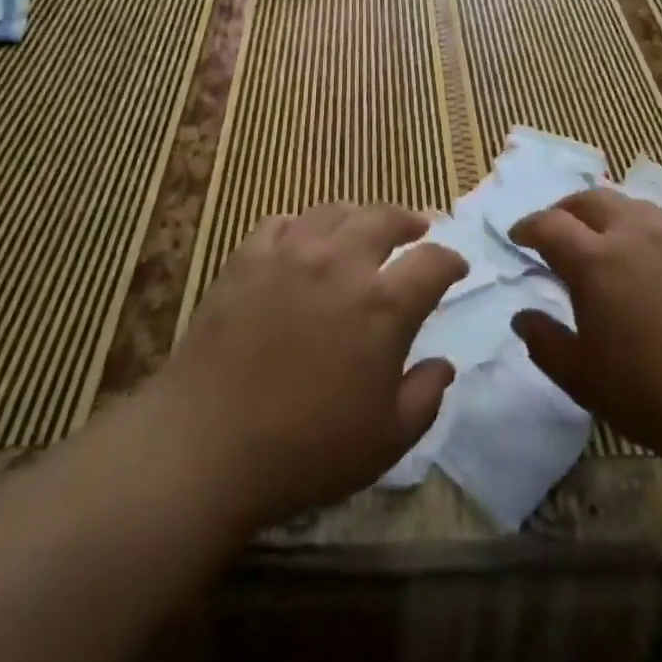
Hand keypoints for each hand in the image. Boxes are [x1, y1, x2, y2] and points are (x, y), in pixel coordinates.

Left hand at [148, 203, 465, 528]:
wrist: (205, 445)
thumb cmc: (306, 450)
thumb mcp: (386, 440)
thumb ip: (425, 397)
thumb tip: (443, 364)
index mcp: (383, 305)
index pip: (432, 262)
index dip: (451, 260)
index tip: (456, 267)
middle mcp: (341, 263)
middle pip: (384, 218)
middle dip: (409, 220)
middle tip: (417, 229)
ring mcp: (290, 253)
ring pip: (333, 211)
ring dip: (357, 216)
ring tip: (361, 230)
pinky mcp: (247, 258)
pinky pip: (281, 223)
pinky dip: (301, 226)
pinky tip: (300, 242)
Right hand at [509, 188, 661, 484]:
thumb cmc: (654, 395)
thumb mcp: (583, 380)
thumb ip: (545, 343)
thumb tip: (522, 316)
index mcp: (594, 261)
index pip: (549, 225)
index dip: (527, 227)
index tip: (518, 238)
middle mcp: (633, 233)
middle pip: (591, 200)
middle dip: (566, 210)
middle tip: (558, 229)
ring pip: (635, 204)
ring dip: (613, 214)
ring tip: (610, 236)